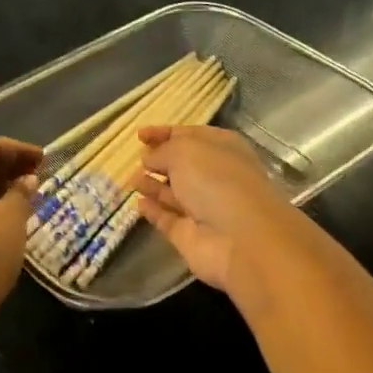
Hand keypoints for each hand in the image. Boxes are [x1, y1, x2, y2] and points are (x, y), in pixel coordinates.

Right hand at [128, 125, 303, 301]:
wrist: (240, 239)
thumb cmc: (216, 181)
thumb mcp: (184, 151)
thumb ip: (161, 151)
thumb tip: (148, 159)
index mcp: (222, 148)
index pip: (190, 135)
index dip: (164, 133)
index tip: (139, 135)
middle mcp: (215, 177)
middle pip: (182, 166)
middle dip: (159, 161)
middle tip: (136, 159)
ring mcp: (204, 208)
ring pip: (174, 193)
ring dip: (153, 185)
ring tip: (131, 179)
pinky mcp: (191, 235)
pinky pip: (168, 219)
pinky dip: (154, 211)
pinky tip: (138, 203)